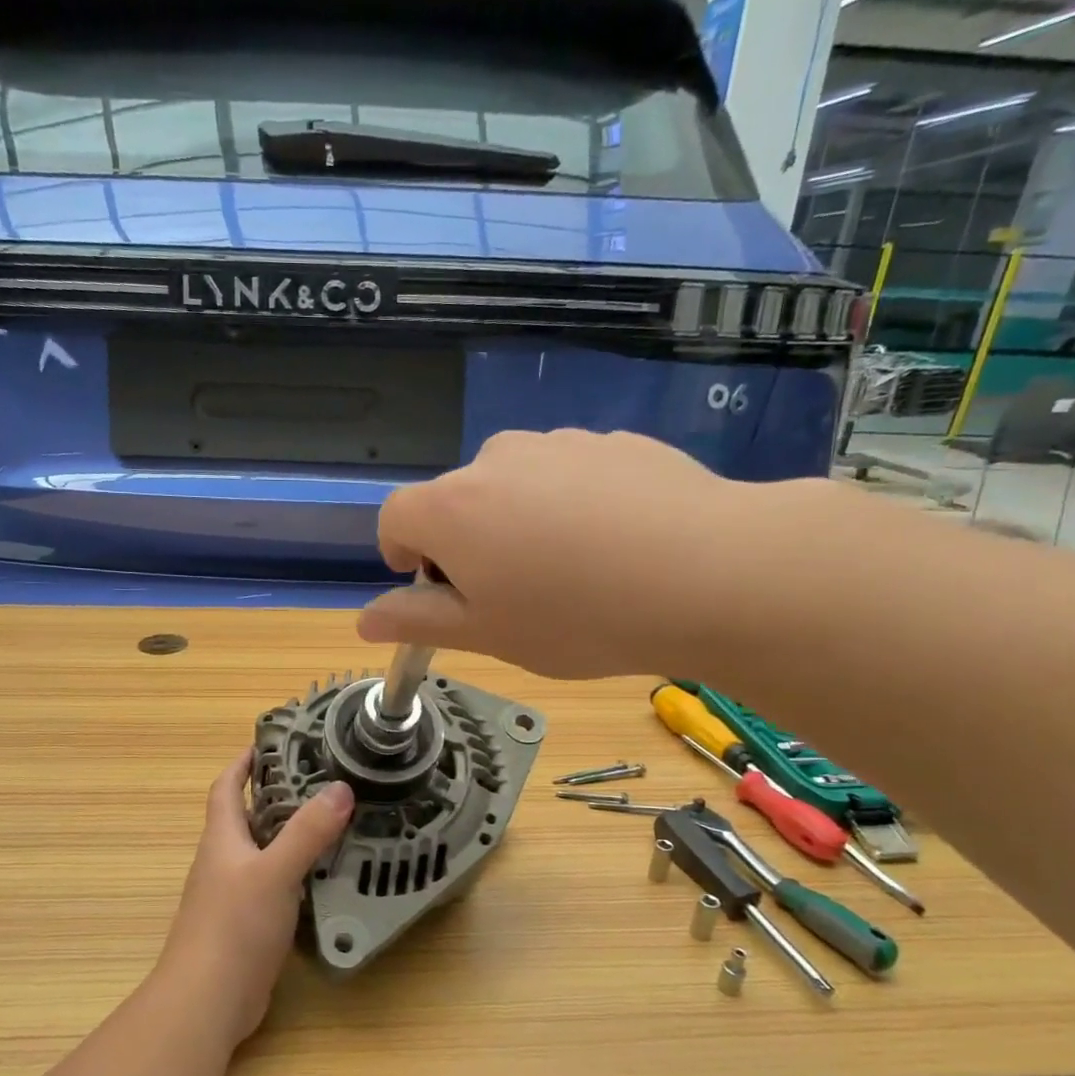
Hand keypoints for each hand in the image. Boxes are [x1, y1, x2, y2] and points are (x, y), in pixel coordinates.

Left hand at [157, 750, 354, 1044]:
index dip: (243, 763)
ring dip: (292, 835)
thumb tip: (340, 788)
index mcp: (222, 839)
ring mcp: (234, 895)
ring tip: (334, 821)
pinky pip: (275, 885)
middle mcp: (224, 861)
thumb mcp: (275, 872)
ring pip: (265, 852)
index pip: (227, 787)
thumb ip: (307, 832)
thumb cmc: (233, 927)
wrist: (206, 1002)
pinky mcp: (248, 924)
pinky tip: (326, 875)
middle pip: (249, 817)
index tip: (270, 743)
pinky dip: (297, 872)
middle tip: (322, 780)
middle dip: (279, 795)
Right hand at [358, 429, 747, 678]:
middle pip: (458, 498)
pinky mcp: (615, 441)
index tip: (433, 585)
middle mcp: (497, 459)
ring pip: (516, 483)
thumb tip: (365, 618)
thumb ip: (419, 621)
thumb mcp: (488, 634)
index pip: (395, 516)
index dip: (401, 553)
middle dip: (467, 541)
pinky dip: (574, 503)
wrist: (708, 573)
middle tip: (512, 592)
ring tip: (572, 569)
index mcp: (452, 507)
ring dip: (521, 519)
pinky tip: (617, 544)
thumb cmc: (577, 617)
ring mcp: (560, 443)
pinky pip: (571, 474)